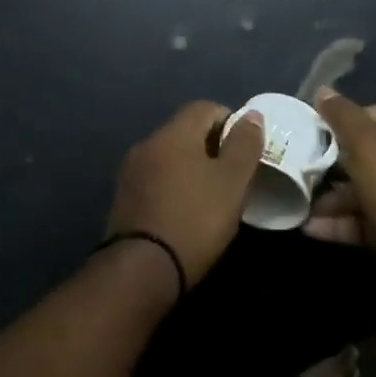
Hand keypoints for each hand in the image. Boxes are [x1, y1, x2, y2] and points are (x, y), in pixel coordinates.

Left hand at [105, 102, 265, 287]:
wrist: (142, 268)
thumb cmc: (195, 219)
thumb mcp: (232, 182)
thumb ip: (244, 145)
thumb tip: (251, 115)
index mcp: (173, 133)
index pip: (205, 107)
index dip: (231, 122)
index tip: (246, 151)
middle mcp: (147, 143)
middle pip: (185, 130)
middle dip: (212, 146)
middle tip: (233, 176)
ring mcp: (131, 171)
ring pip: (170, 156)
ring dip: (192, 167)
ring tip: (212, 196)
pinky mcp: (124, 198)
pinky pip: (156, 178)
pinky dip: (174, 185)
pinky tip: (186, 211)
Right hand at [303, 90, 375, 280]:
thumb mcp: (365, 143)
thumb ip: (342, 115)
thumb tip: (323, 90)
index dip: (352, 117)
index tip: (323, 129)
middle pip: (369, 152)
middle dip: (334, 162)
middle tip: (305, 166)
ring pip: (364, 189)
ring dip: (332, 197)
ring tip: (301, 202)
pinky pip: (364, 219)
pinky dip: (339, 222)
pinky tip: (310, 227)